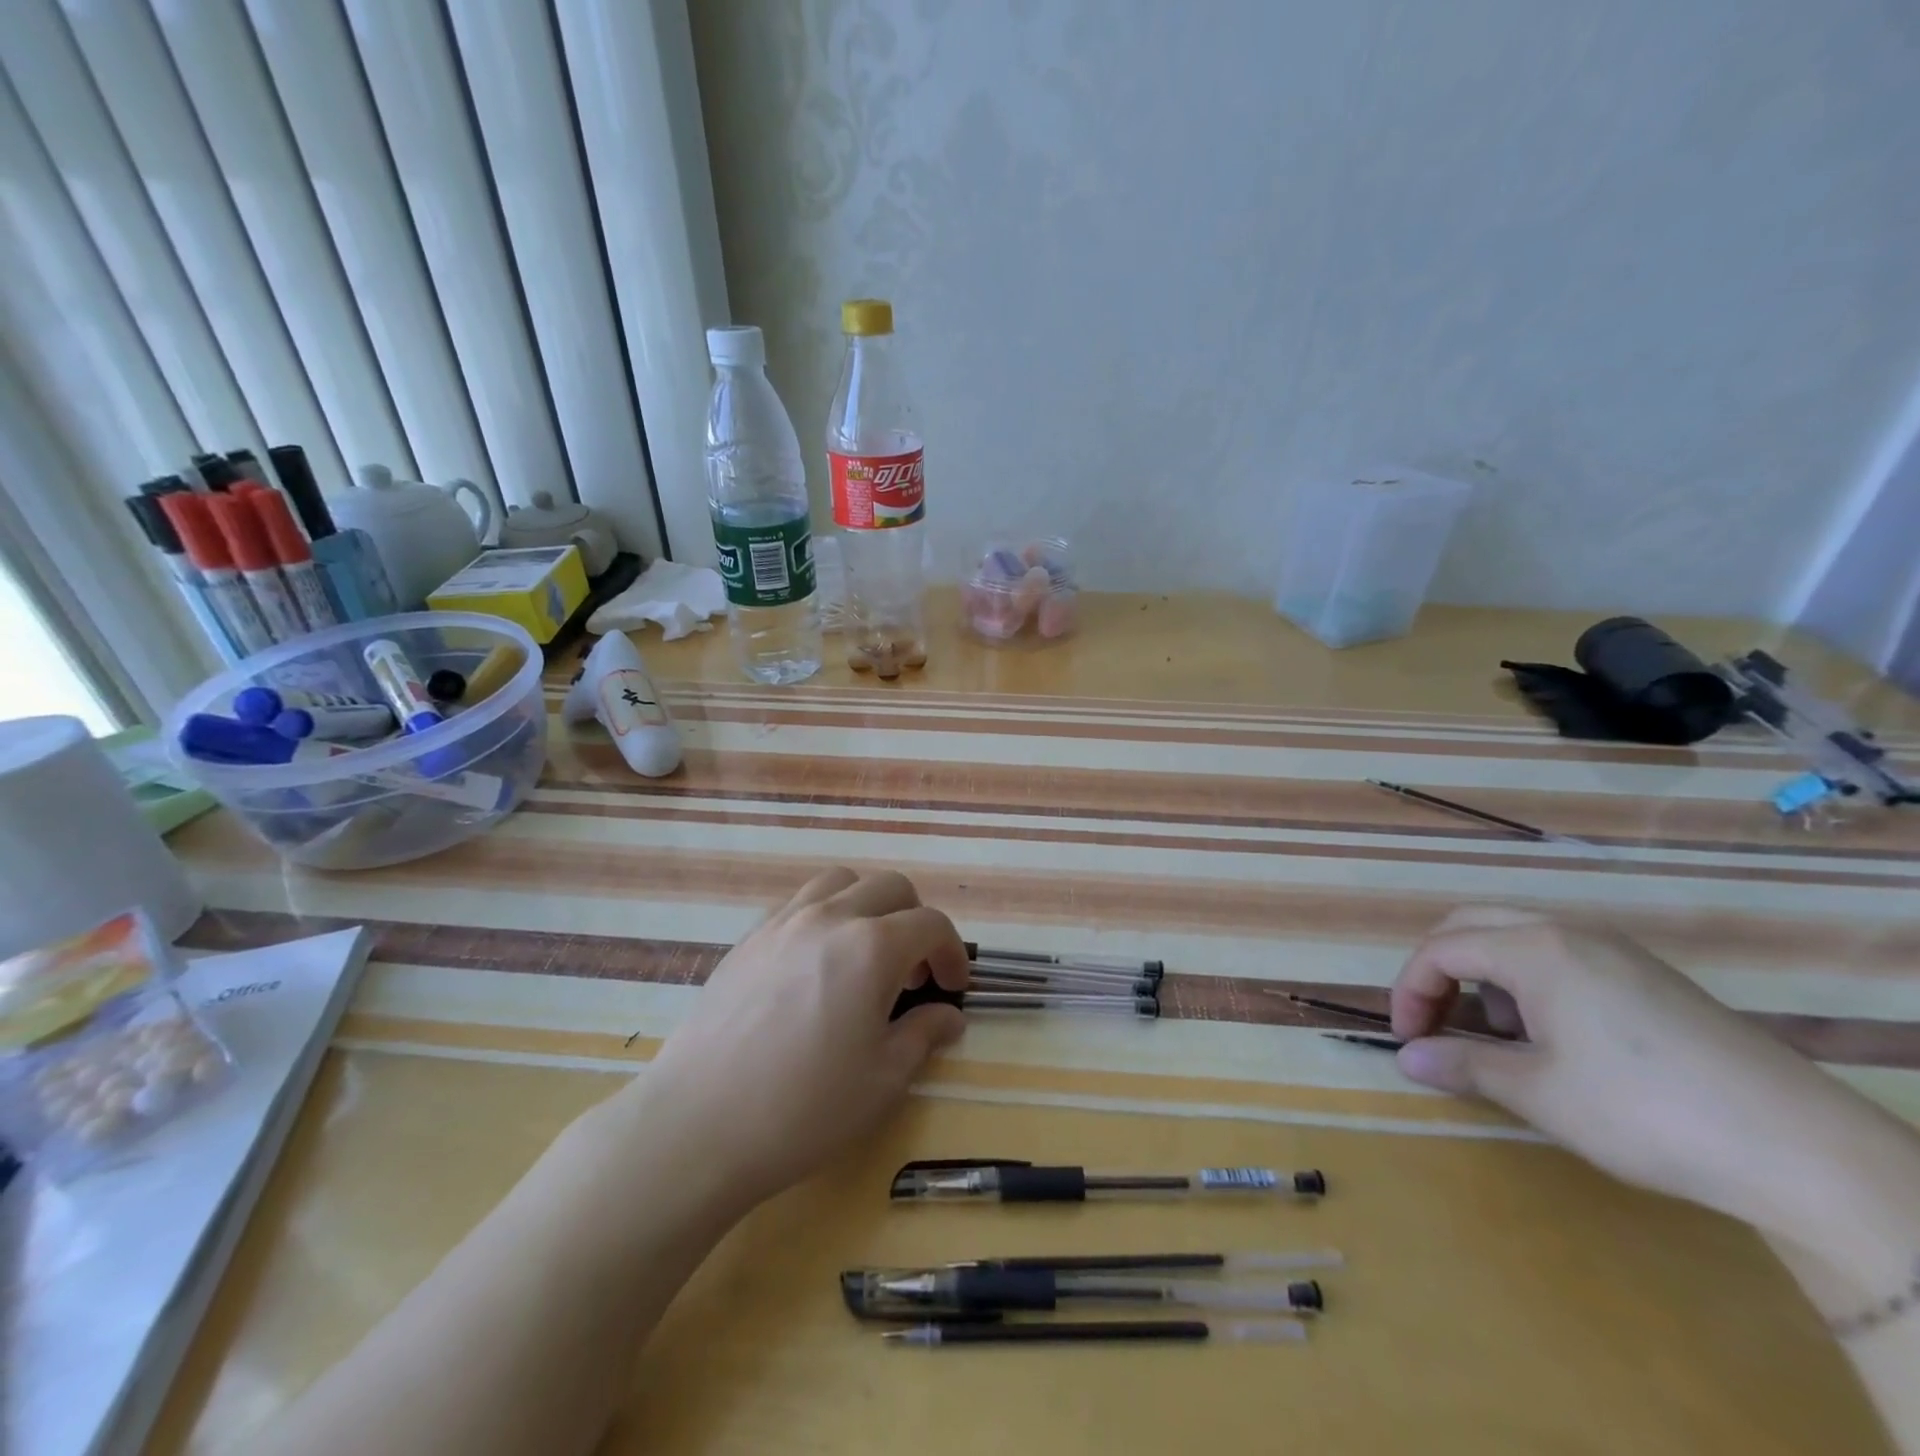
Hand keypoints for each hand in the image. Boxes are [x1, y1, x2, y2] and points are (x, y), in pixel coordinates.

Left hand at [638, 867, 967, 1210]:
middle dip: (915, 920)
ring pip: (840, 882)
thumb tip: (948, 1016)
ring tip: (864, 954)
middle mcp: (829, 917)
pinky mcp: (748, 938)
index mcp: (872, 947)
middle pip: (890, 887)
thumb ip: (923, 1034)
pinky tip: (815, 966)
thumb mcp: (882, 1080)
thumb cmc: (804, 1108)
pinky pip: (799, 903)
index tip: (953, 986)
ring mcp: (783, 922)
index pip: (931, 924)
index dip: (952, 952)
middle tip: (912, 973)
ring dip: (867, 906)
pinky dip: (824, 916)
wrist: (698, 1125)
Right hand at [1389, 907, 1915, 1246]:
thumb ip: (1462, 1065)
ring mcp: (1616, 951)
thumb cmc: (1644, 1111)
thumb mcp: (1539, 1092)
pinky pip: (1562, 957)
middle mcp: (1570, 932)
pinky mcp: (1650, 977)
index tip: (1407, 1039)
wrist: (1805, 1151)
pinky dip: (1529, 983)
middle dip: (1439, 972)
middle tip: (1433, 1024)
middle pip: (1471, 927)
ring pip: (1517, 938)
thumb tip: (1405, 1058)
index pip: (1440, 950)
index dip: (1410, 991)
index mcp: (1534, 948)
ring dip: (1484, 977)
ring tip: (1497, 1037)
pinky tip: (1555, 1038)